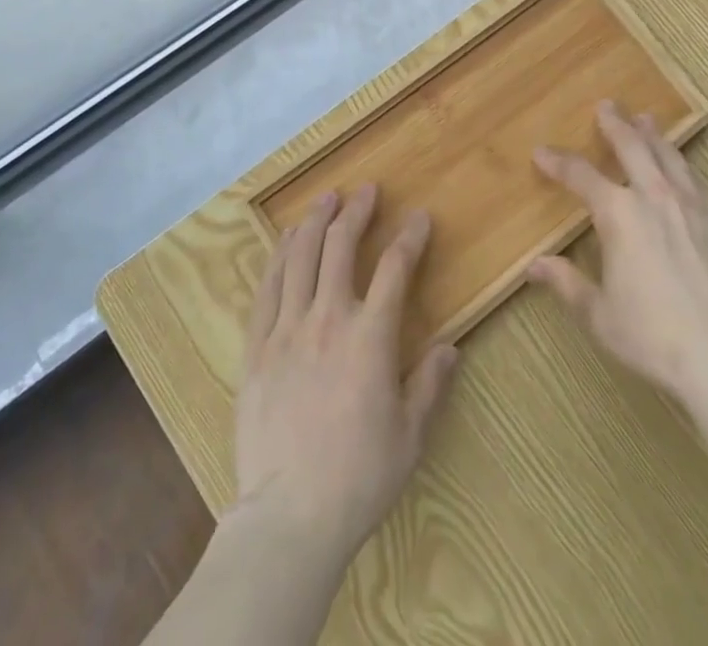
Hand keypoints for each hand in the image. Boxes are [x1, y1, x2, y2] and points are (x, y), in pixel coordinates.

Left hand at [231, 184, 459, 569]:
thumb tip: (451, 348)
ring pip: (301, 257)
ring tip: (326, 199)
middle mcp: (328, 319)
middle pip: (341, 247)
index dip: (410, 238)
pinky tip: (286, 240)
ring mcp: (287, 329)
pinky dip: (279, 257)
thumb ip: (430, 385)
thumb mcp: (410, 436)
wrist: (288, 516)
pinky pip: (268, 289)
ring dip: (316, 222)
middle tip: (366, 191)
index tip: (420, 218)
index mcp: (370, 337)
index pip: (395, 269)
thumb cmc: (358, 478)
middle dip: (356, 212)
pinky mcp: (257, 347)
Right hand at [528, 102, 707, 406]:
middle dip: (615, 124)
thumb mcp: (600, 315)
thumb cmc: (654, 337)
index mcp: (618, 214)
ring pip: (669, 156)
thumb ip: (567, 284)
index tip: (542, 152)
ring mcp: (694, 206)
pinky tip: (684, 170)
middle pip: (632, 147)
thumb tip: (535, 266)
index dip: (558, 162)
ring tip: (646, 119)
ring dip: (653, 136)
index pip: (580, 176)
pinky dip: (683, 166)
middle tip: (607, 105)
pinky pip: (698, 181)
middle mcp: (655, 197)